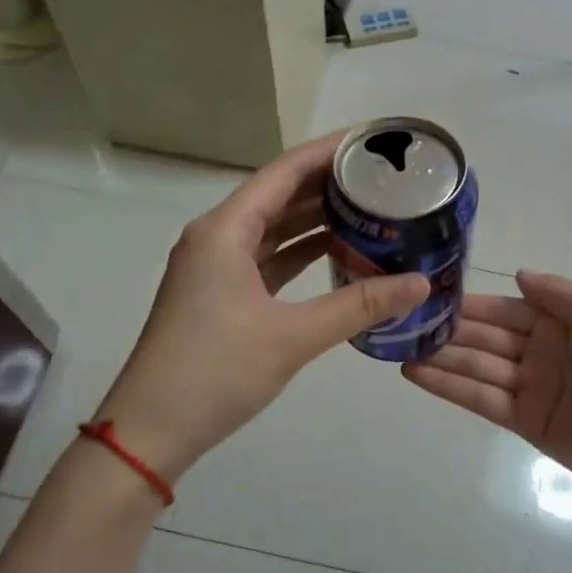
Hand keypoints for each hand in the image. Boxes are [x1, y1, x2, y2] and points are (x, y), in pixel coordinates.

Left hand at [94, 134, 429, 481]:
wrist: (151, 431)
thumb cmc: (216, 373)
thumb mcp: (293, 337)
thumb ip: (359, 306)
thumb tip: (420, 283)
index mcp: (225, 230)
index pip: (284, 171)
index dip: (328, 152)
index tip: (372, 141)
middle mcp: (216, 237)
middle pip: (278, 195)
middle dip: (327, 184)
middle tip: (381, 178)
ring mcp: (214, 267)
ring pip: (272, 228)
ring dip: (314, 218)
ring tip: (368, 208)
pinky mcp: (218, 294)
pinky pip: (265, 258)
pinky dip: (298, 252)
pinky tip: (335, 252)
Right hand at [404, 270, 571, 509]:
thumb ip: (553, 290)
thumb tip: (517, 273)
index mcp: (560, 321)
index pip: (504, 309)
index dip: (470, 305)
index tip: (429, 296)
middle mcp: (541, 351)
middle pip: (486, 338)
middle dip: (448, 331)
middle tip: (402, 324)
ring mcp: (531, 387)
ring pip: (477, 367)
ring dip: (440, 358)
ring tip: (398, 348)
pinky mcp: (524, 421)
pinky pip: (480, 398)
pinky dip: (448, 386)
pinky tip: (415, 373)